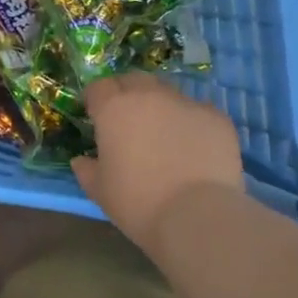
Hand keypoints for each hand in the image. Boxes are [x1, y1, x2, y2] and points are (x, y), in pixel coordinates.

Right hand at [76, 74, 244, 254]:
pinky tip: (194, 148)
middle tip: (128, 120)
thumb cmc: (139, 203)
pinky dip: (191, 123)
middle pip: (133, 80)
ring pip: (167, 93)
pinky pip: (198, 111)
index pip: (98, 87)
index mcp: (114, 108)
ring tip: (164, 134)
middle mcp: (149, 95)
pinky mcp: (216, 117)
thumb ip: (87, 170)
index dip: (95, 100)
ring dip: (160, 106)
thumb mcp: (101, 192)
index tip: (96, 117)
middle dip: (126, 93)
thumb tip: (81, 161)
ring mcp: (185, 103)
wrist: (198, 217)